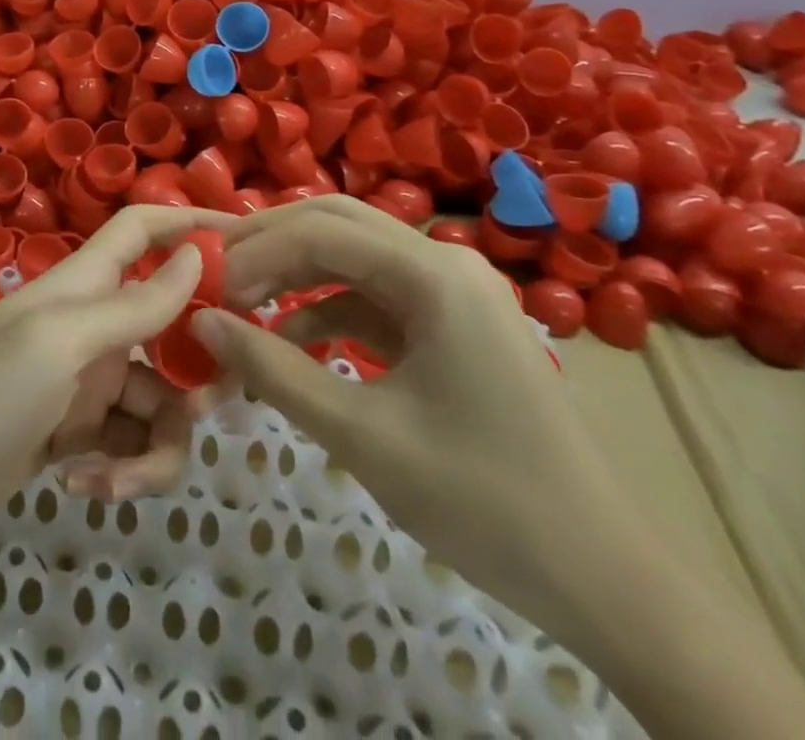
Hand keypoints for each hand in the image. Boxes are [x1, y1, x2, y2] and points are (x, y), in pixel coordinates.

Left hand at [0, 205, 236, 564]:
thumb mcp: (58, 347)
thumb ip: (131, 306)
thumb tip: (195, 258)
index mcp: (81, 286)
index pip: (144, 231)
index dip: (194, 225)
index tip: (254, 244)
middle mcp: (89, 326)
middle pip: (170, 324)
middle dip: (199, 365)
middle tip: (218, 403)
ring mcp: (83, 384)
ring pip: (159, 398)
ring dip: (158, 443)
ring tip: (120, 478)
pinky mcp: (74, 437)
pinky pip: (130, 443)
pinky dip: (124, 470)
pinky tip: (87, 489)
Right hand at [189, 195, 633, 617]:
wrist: (604, 580)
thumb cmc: (483, 501)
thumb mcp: (363, 435)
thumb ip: (273, 369)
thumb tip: (199, 322)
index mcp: (433, 274)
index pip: (320, 232)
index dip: (253, 252)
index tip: (201, 286)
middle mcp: (444, 261)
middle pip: (337, 224)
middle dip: (269, 245)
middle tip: (213, 273)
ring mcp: (452, 290)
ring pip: (353, 256)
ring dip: (294, 275)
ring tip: (239, 305)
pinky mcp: (451, 323)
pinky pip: (374, 296)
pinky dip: (326, 311)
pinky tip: (289, 341)